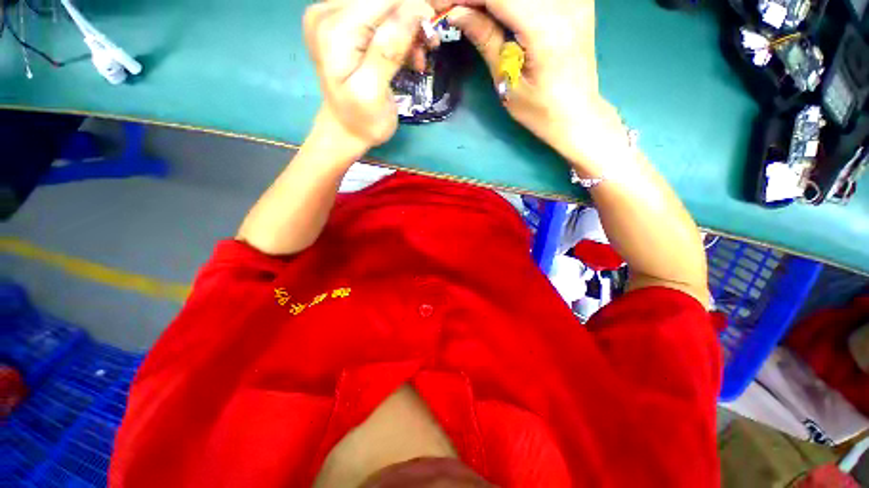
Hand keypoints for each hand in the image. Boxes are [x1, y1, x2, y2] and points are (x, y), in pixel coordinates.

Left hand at [303, 0, 434, 149]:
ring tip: (420, 56)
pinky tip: (409, 53)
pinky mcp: (345, 25)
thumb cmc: (362, 121)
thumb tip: (415, 11)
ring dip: (409, 26)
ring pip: (384, 6)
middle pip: (383, 0)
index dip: (414, 7)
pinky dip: (400, 32)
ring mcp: (334, 17)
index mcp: (335, 30)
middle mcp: (329, 13)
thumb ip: (388, 51)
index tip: (436, 26)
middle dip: (413, 16)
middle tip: (430, 43)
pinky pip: (379, 16)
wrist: (344, 130)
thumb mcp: (373, 93)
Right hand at [435, 0, 622, 167]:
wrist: (577, 114)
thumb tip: (457, 13)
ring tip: (472, 12)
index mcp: (545, 29)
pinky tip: (496, 12)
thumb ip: (486, 39)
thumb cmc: (539, 111)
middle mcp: (565, 3)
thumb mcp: (506, 81)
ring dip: (492, 0)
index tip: (441, 5)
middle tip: (454, 10)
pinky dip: (511, 2)